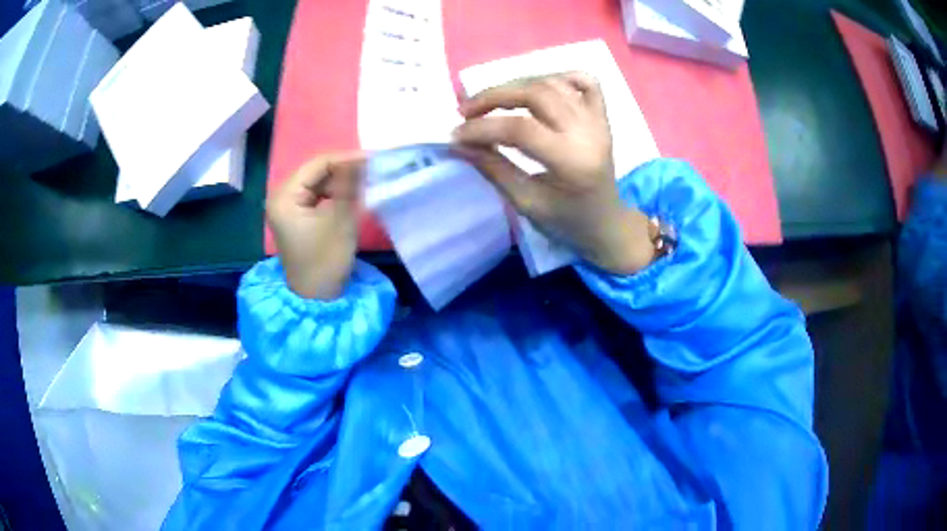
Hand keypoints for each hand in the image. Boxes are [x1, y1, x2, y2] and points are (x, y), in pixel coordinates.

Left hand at [267, 153, 363, 299]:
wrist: (317, 298)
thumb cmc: (326, 261)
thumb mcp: (341, 220)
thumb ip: (350, 185)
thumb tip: (362, 157)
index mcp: (284, 197)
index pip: (316, 164)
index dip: (345, 159)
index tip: (373, 159)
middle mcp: (280, 197)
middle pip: (315, 171)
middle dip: (343, 169)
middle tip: (371, 170)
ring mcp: (286, 206)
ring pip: (317, 182)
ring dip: (339, 181)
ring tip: (364, 182)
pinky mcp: (295, 216)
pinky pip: (315, 194)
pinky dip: (333, 193)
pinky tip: (350, 195)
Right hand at [452, 72, 654, 274]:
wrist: (607, 223)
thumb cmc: (566, 221)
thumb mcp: (526, 203)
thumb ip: (493, 169)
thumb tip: (459, 143)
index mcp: (572, 163)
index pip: (521, 129)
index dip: (482, 127)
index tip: (456, 134)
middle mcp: (588, 133)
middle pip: (536, 94)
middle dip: (494, 96)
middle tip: (466, 110)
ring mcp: (598, 120)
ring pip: (553, 83)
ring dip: (517, 85)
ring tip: (492, 101)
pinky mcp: (602, 115)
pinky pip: (585, 80)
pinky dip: (558, 76)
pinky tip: (537, 88)